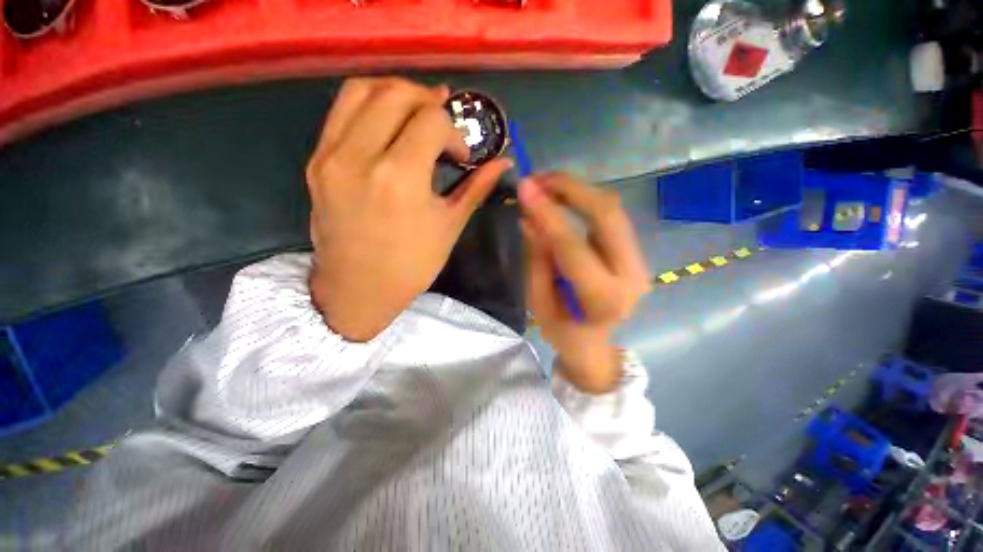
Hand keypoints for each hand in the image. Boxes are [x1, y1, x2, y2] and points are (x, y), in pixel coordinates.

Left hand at [306, 78, 511, 341]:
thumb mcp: (449, 226)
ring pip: (362, 90)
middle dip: (428, 100)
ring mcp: (331, 156)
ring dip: (396, 92)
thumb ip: (476, 187)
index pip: (431, 121)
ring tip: (416, 111)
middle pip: (396, 94)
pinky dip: (369, 104)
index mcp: (400, 178)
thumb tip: (503, 162)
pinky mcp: (317, 161)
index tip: (460, 156)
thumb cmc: (411, 265)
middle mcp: (360, 156)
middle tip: (444, 122)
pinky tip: (388, 123)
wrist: (358, 289)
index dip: (454, 132)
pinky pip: (340, 111)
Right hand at [519, 173, 650, 393]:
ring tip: (546, 184)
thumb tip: (529, 217)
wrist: (592, 342)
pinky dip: (585, 200)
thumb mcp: (539, 300)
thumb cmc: (561, 329)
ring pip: (613, 209)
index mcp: (602, 298)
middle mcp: (630, 275)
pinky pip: (611, 216)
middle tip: (538, 179)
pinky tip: (563, 196)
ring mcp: (638, 261)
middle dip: (571, 188)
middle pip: (607, 215)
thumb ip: (537, 257)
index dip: (547, 213)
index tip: (525, 187)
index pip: (573, 246)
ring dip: (578, 190)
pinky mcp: (634, 252)